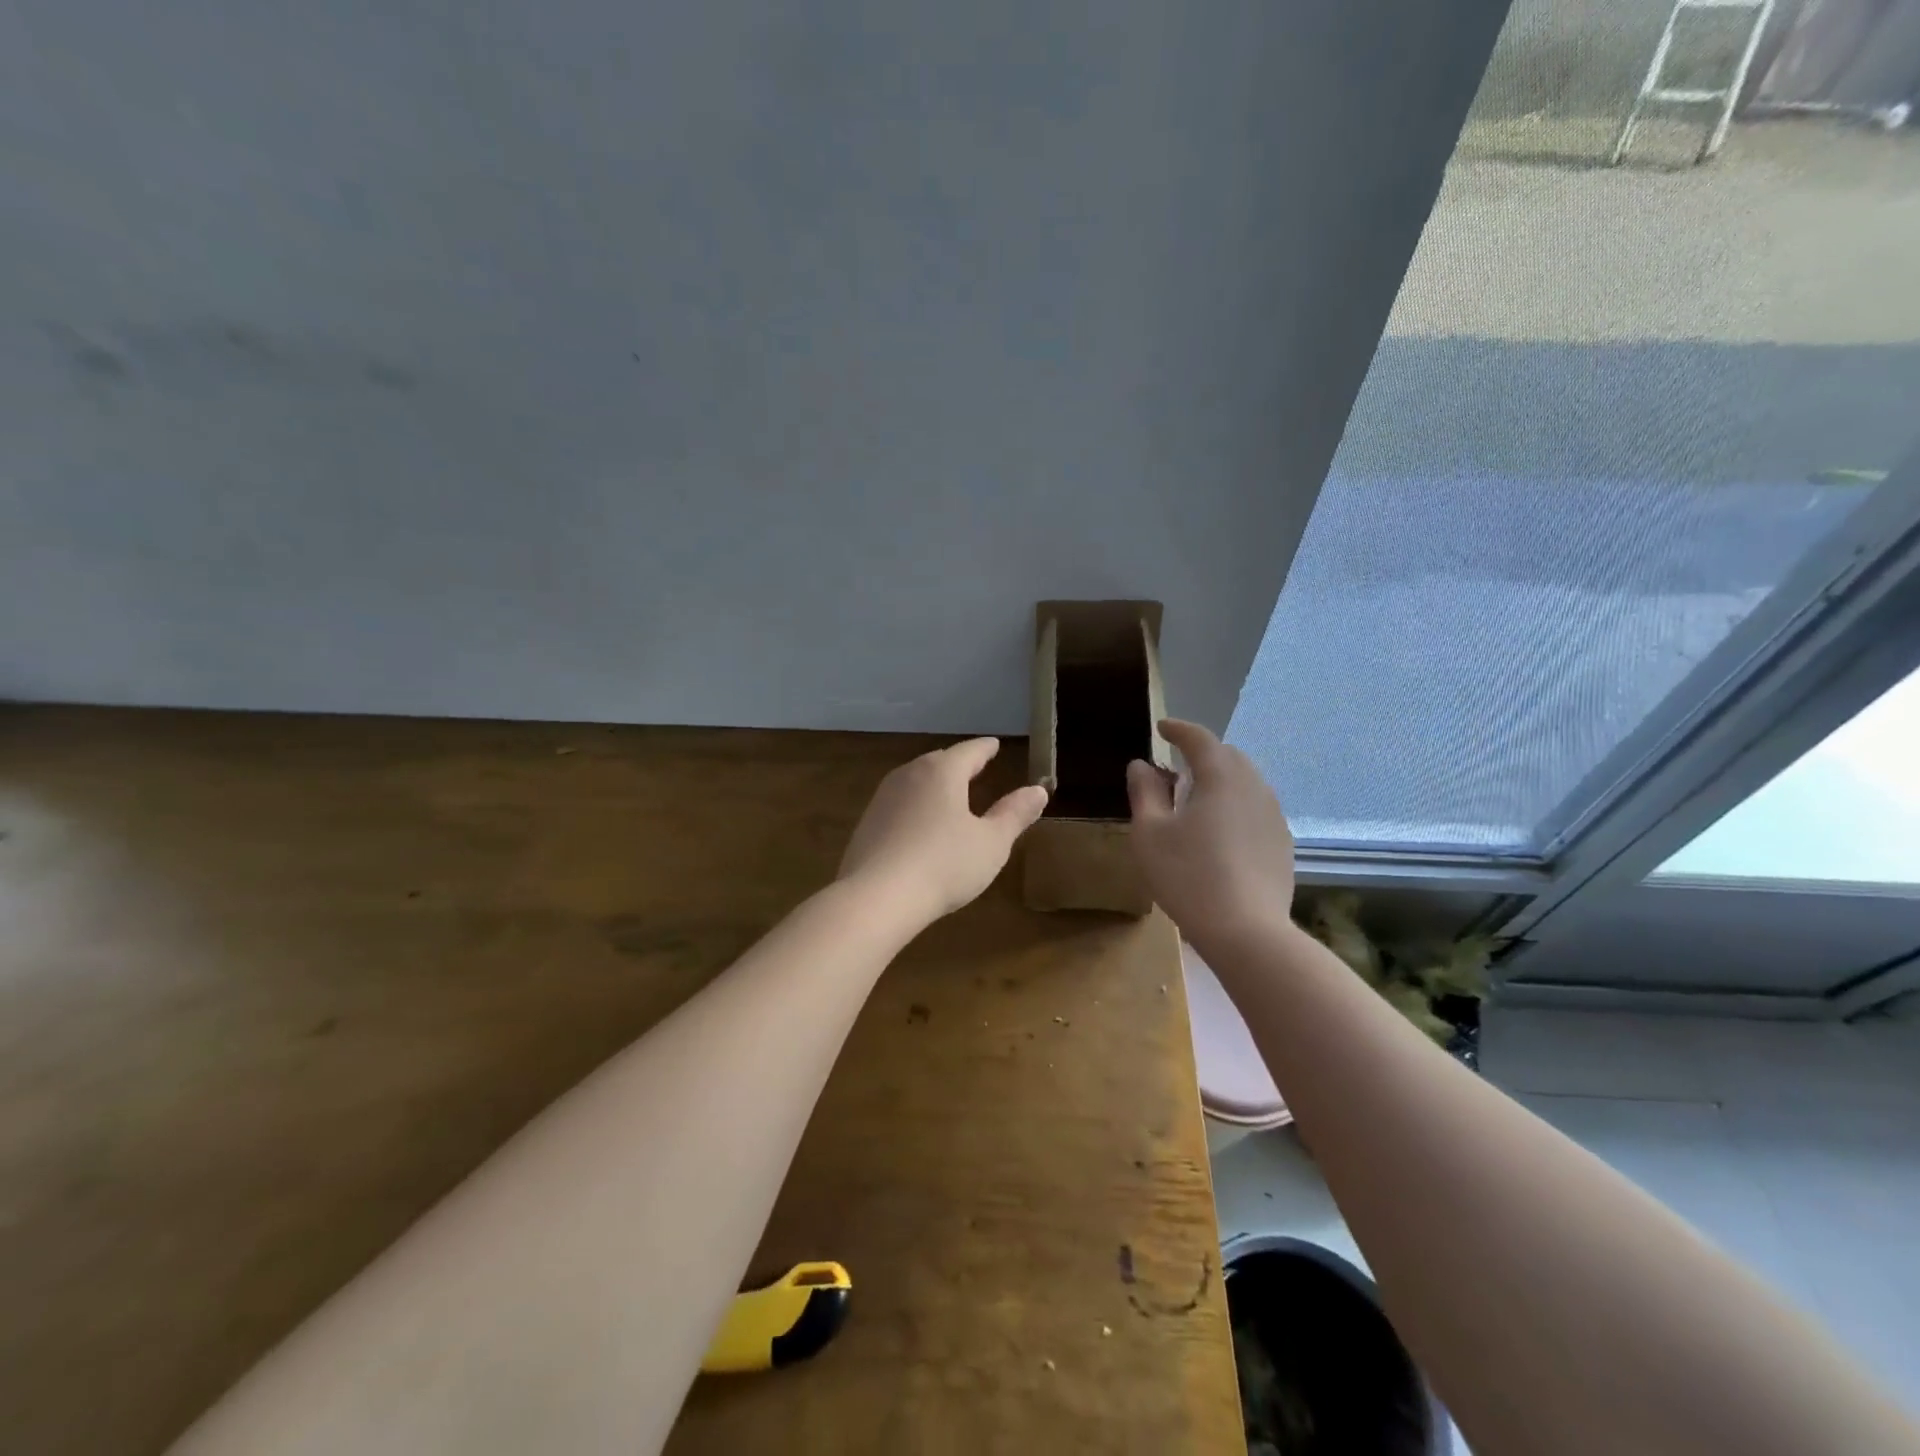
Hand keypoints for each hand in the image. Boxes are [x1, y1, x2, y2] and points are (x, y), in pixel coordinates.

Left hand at [838, 738, 1048, 925]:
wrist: (877, 897)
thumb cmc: (944, 865)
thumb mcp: (991, 843)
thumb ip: (1014, 814)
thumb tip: (1037, 790)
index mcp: (942, 772)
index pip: (969, 751)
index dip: (985, 749)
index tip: (994, 745)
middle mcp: (909, 775)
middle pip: (939, 762)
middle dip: (958, 764)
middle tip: (975, 767)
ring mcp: (883, 798)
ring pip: (915, 781)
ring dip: (934, 785)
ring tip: (949, 794)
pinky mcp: (867, 824)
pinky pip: (899, 805)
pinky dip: (916, 806)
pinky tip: (920, 826)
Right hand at [1126, 719, 1294, 936]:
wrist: (1246, 932)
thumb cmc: (1188, 876)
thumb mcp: (1150, 833)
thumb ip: (1145, 792)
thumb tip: (1141, 765)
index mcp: (1221, 777)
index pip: (1200, 739)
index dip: (1179, 729)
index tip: (1162, 728)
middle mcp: (1254, 787)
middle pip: (1228, 757)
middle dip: (1202, 753)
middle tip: (1176, 765)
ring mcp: (1273, 816)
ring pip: (1246, 783)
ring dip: (1220, 780)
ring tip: (1196, 797)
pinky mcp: (1282, 843)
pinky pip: (1255, 809)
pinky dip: (1234, 805)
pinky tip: (1219, 831)